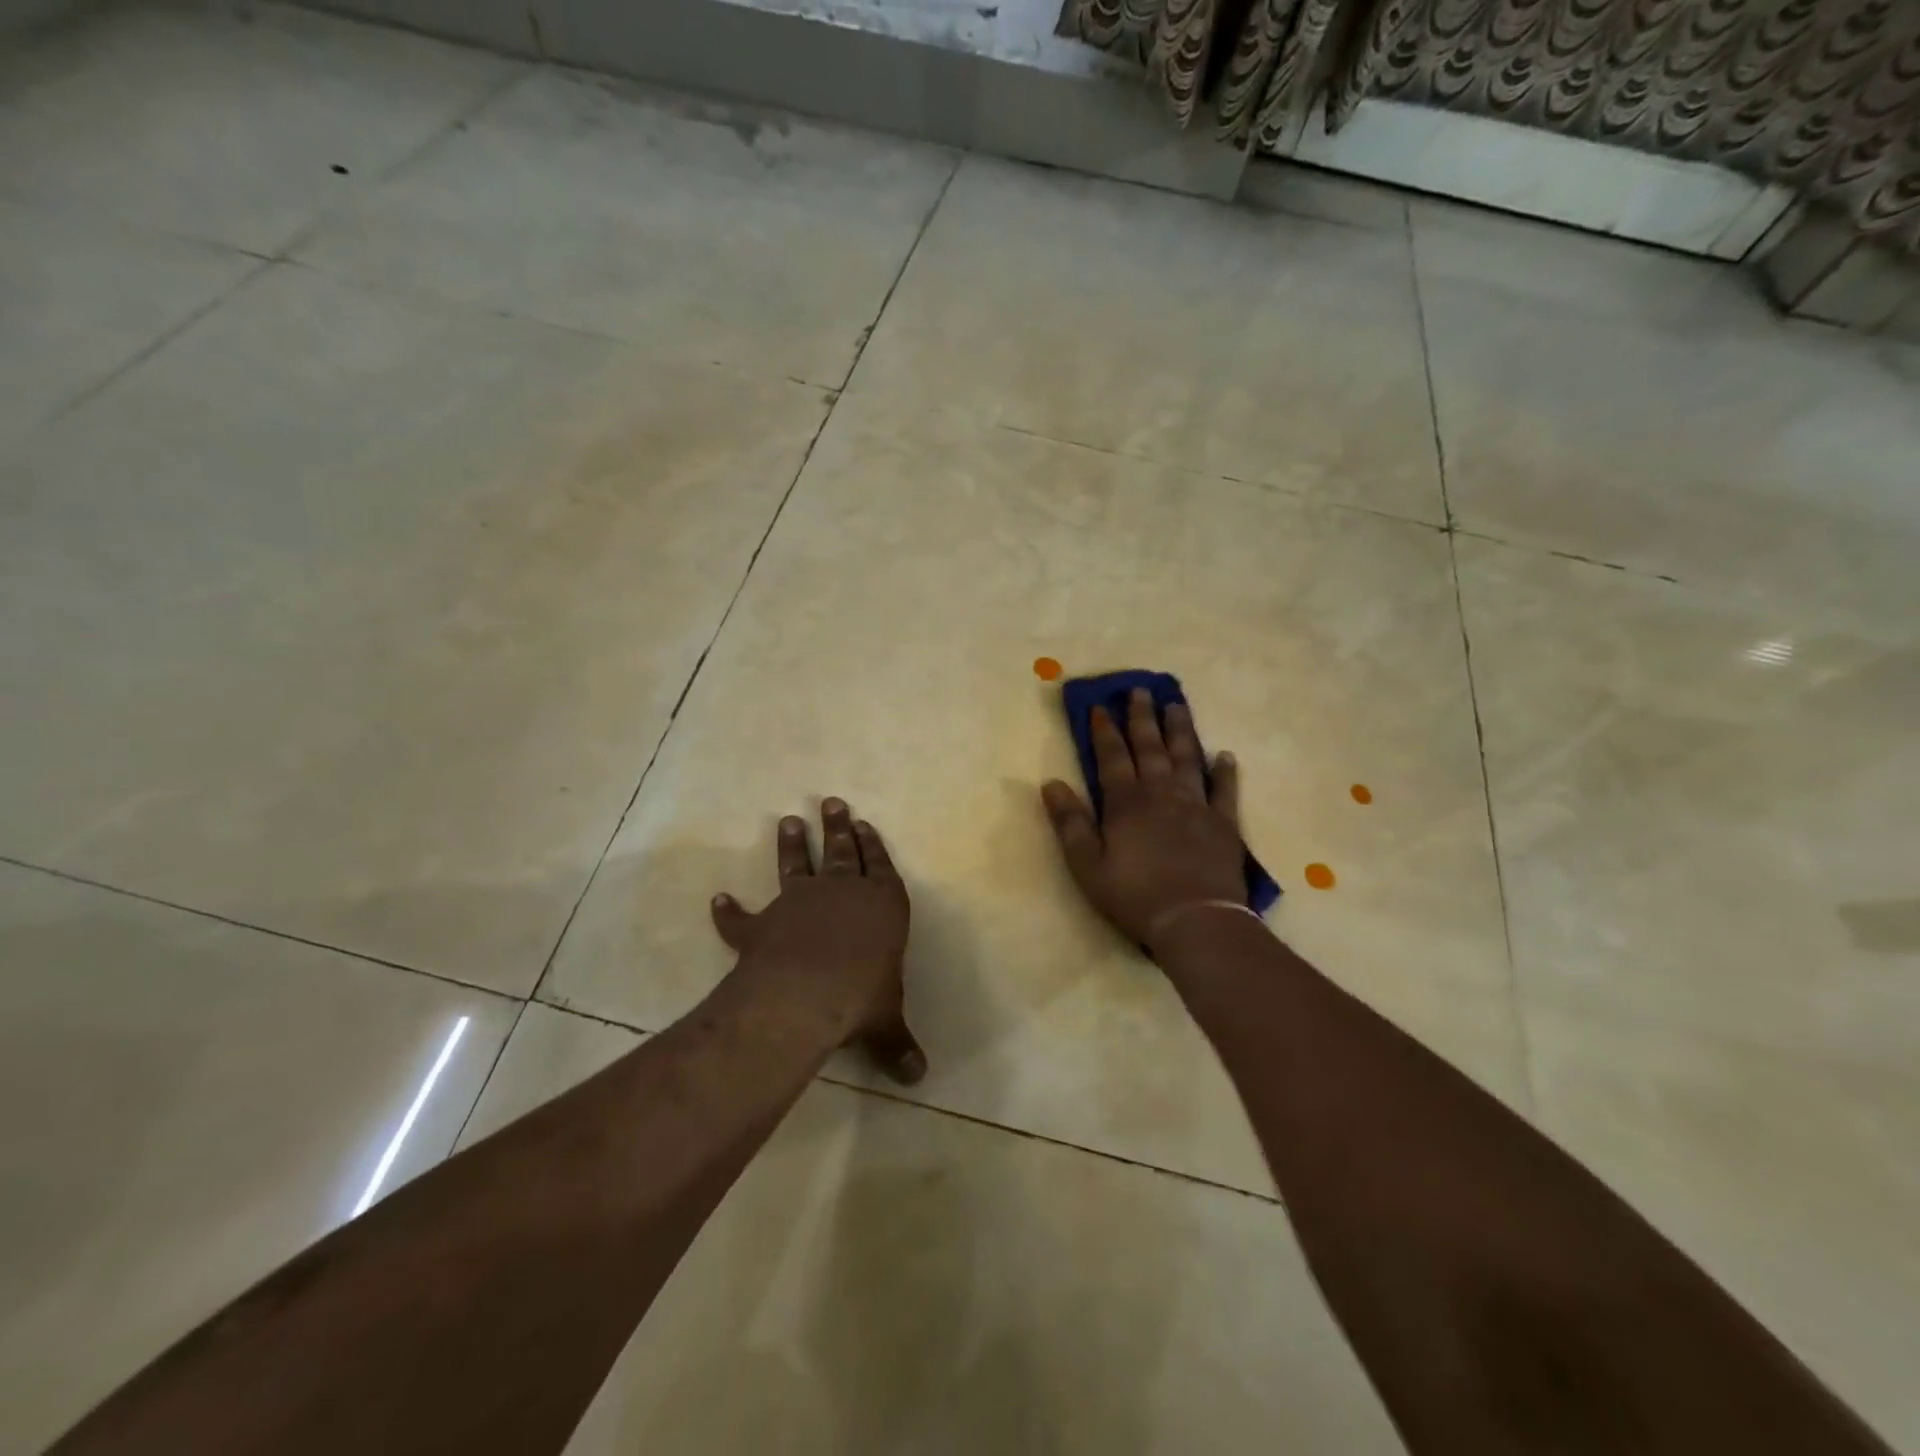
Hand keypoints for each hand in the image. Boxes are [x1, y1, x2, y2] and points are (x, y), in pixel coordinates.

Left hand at [710, 798, 926, 1084]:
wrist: (806, 994)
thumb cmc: (862, 997)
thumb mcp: (886, 1024)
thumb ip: (898, 1044)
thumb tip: (919, 1078)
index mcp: (882, 904)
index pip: (879, 865)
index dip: (873, 845)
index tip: (864, 823)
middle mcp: (842, 893)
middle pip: (841, 851)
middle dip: (837, 827)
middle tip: (832, 801)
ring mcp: (800, 903)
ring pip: (796, 865)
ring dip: (792, 845)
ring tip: (788, 820)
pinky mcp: (764, 924)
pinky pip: (743, 916)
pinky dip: (730, 909)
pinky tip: (719, 899)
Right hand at [1041, 688, 1246, 949]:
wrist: (1196, 920)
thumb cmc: (1134, 895)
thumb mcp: (1087, 864)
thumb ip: (1070, 823)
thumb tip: (1051, 783)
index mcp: (1126, 802)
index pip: (1111, 757)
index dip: (1105, 731)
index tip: (1101, 707)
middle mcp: (1161, 793)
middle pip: (1150, 748)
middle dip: (1142, 718)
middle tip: (1141, 690)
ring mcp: (1196, 805)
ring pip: (1187, 757)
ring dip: (1181, 730)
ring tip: (1177, 706)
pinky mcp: (1224, 823)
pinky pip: (1225, 789)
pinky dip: (1225, 771)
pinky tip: (1225, 755)